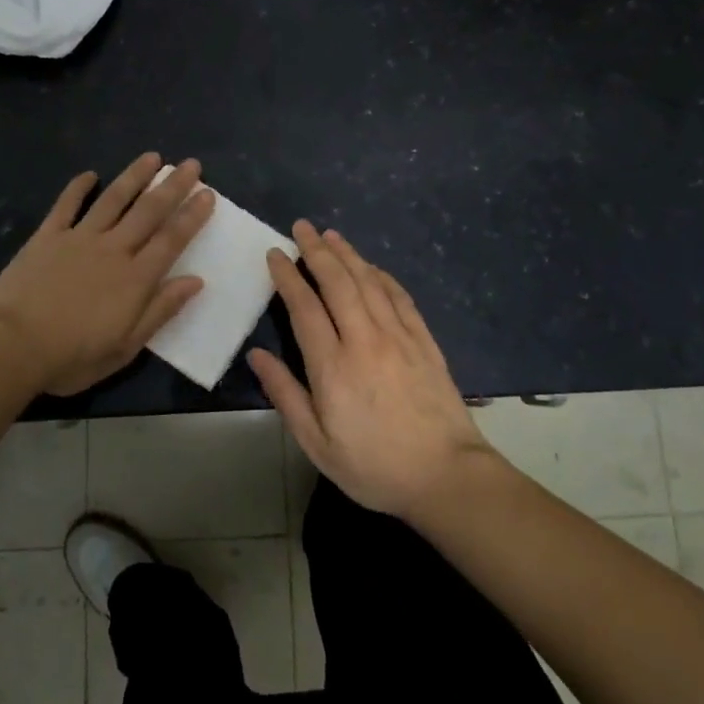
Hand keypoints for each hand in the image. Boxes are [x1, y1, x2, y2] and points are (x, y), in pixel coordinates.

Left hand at [0, 153, 215, 395]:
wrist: (11, 345)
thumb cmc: (72, 356)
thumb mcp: (125, 346)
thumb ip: (160, 310)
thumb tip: (195, 281)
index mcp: (135, 279)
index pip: (171, 239)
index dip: (192, 216)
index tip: (208, 194)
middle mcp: (113, 250)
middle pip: (148, 211)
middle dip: (172, 186)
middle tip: (190, 164)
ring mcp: (78, 239)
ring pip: (113, 200)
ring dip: (134, 176)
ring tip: (152, 157)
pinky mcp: (46, 237)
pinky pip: (66, 206)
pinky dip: (78, 188)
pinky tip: (90, 175)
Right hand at [248, 223, 495, 518]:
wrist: (446, 476)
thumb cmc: (374, 466)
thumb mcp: (317, 444)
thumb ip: (285, 395)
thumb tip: (257, 355)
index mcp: (333, 366)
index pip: (304, 307)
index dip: (288, 276)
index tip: (276, 253)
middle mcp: (365, 340)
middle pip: (337, 283)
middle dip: (317, 251)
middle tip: (301, 227)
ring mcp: (399, 337)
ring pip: (369, 282)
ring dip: (348, 255)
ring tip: (331, 235)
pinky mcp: (424, 341)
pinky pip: (400, 298)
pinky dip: (382, 276)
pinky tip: (372, 267)